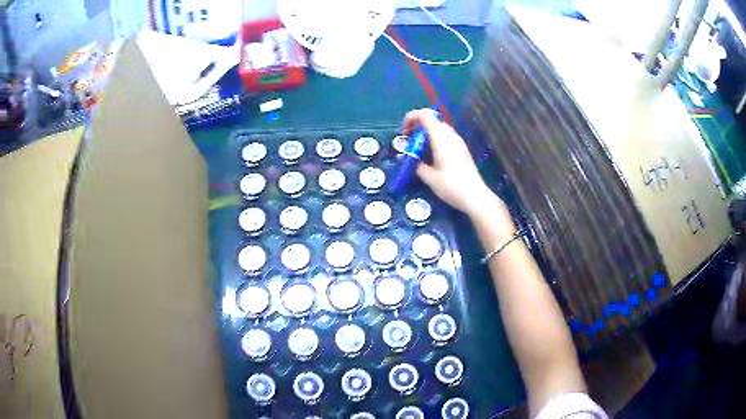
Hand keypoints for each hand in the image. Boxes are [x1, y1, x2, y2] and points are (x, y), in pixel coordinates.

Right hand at [402, 109, 511, 224]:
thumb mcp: (429, 177)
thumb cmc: (451, 185)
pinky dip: (435, 141)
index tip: (403, 131)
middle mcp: (450, 135)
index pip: (425, 115)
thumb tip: (412, 160)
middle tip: (409, 141)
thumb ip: (417, 165)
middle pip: (432, 121)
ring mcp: (459, 142)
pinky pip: (446, 138)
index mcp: (441, 137)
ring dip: (427, 135)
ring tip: (419, 150)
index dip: (411, 117)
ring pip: (440, 129)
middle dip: (418, 127)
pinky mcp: (463, 150)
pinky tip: (432, 157)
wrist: (475, 196)